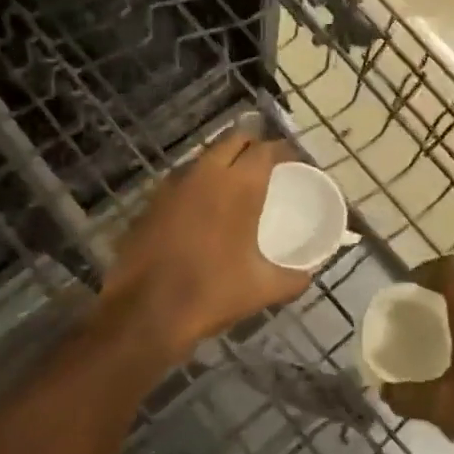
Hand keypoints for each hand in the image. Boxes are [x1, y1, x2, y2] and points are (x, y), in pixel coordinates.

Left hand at [100, 130, 311, 362]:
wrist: (145, 312)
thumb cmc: (212, 293)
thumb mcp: (263, 289)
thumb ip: (293, 279)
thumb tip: (308, 275)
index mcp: (239, 186)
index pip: (266, 149)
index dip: (283, 151)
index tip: (293, 161)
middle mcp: (206, 174)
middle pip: (233, 140)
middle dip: (252, 144)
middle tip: (266, 163)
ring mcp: (173, 186)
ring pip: (204, 157)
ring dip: (222, 161)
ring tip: (236, 182)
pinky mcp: (151, 202)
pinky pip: (182, 180)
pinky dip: (198, 184)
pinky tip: (203, 207)